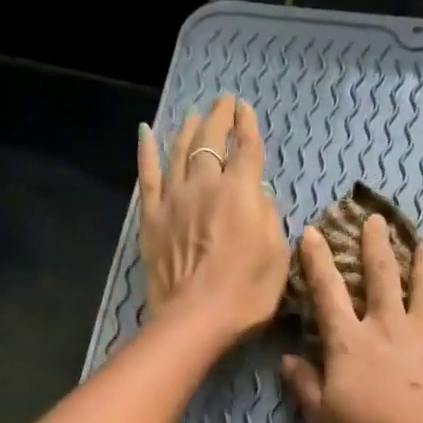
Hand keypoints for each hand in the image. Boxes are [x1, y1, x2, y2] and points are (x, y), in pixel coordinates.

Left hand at [137, 94, 287, 344]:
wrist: (195, 319)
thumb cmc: (246, 294)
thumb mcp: (277, 256)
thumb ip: (269, 217)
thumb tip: (259, 194)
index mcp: (240, 192)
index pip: (246, 149)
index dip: (247, 126)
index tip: (245, 109)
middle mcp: (205, 184)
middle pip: (210, 141)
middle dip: (219, 118)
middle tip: (223, 103)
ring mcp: (174, 199)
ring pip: (179, 151)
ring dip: (188, 128)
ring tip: (194, 115)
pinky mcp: (151, 218)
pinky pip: (148, 176)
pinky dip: (147, 152)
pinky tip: (146, 133)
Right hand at [280, 214, 422, 422]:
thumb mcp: (324, 421)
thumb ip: (305, 386)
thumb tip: (287, 358)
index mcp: (350, 343)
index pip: (327, 293)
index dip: (317, 261)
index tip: (312, 232)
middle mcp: (389, 327)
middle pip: (382, 276)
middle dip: (375, 245)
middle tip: (375, 220)